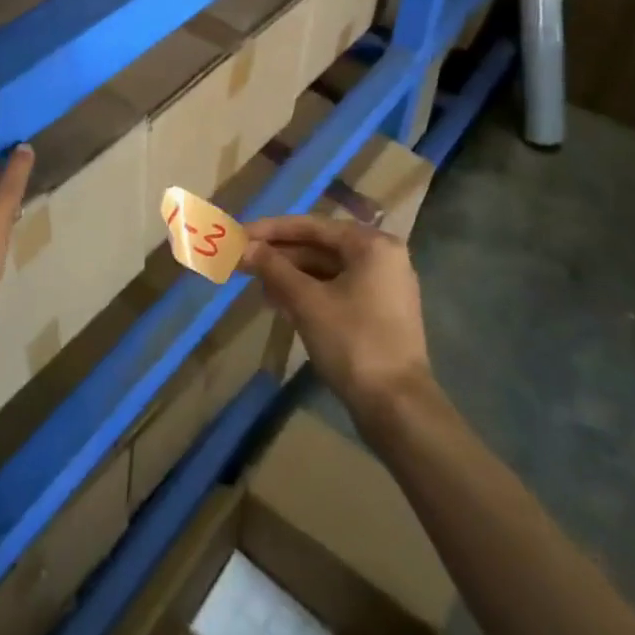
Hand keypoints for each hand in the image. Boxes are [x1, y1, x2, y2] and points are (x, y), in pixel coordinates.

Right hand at [243, 215, 435, 431]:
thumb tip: (241, 246)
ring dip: (288, 275)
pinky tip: (278, 303)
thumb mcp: (307, 301)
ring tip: (254, 284)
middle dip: (278, 255)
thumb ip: (273, 268)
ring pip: (324, 270)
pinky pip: (334, 290)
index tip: (237, 234)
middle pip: (318, 247)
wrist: (397, 407)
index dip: (270, 230)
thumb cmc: (352, 342)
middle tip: (239, 261)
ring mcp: (382, 287)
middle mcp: (381, 258)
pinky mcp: (377, 313)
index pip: (311, 226)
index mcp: (372, 245)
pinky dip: (306, 293)